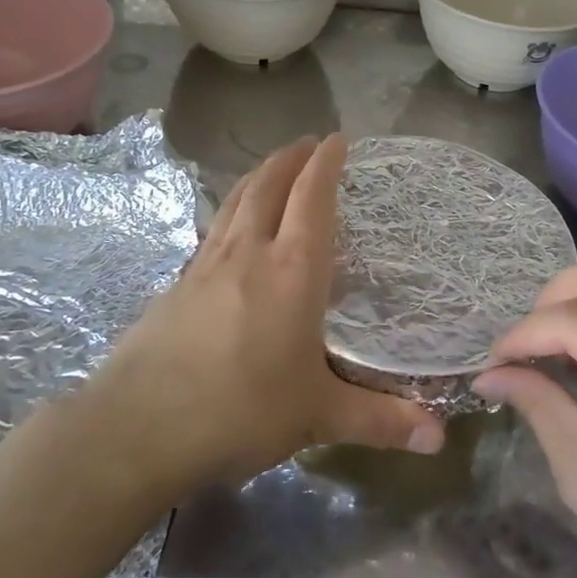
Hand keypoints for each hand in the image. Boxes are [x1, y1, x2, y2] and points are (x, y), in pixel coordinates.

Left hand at [95, 134, 445, 492]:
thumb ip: (379, 420)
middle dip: (290, 159)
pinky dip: (231, 214)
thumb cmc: (241, 410)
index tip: (337, 139)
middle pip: (268, 187)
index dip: (326, 165)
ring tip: (272, 168)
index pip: (312, 199)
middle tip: (307, 143)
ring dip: (257, 177)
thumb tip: (438, 438)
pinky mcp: (176, 287)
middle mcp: (249, 254)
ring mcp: (205, 266)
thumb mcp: (318, 416)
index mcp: (292, 271)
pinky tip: (230, 232)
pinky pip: (213, 232)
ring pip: (235, 203)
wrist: (138, 427)